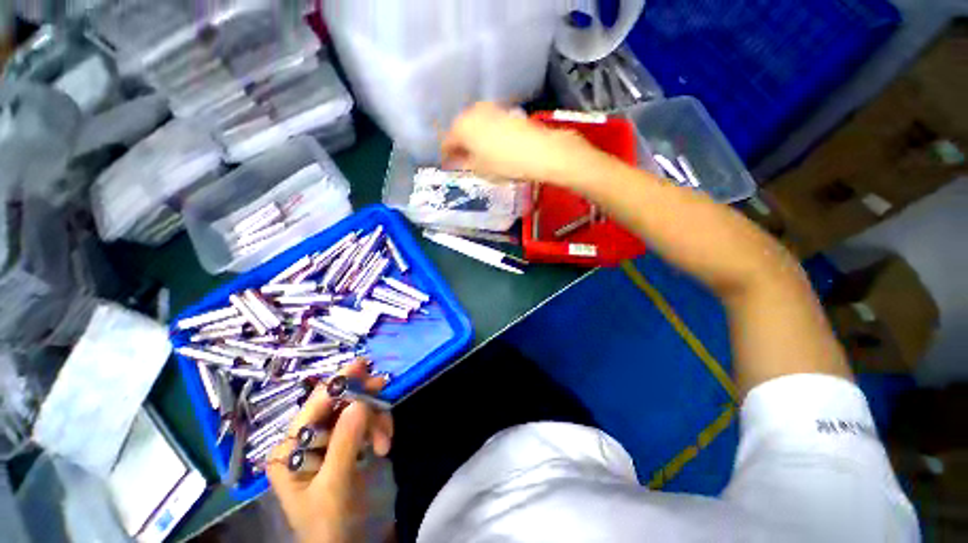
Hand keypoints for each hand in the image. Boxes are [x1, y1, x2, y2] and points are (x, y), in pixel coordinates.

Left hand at [268, 359, 393, 542]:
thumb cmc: (331, 523)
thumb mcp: (334, 487)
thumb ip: (344, 444)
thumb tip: (359, 401)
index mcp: (291, 449)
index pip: (312, 408)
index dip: (337, 384)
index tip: (362, 366)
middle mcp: (308, 439)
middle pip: (338, 404)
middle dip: (363, 401)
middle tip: (384, 392)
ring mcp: (332, 439)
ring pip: (358, 409)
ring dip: (375, 420)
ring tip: (385, 441)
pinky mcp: (351, 441)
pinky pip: (368, 419)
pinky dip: (380, 427)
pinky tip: (384, 444)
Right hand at [441, 102, 601, 187]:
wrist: (539, 152)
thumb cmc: (504, 164)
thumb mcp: (479, 169)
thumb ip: (463, 163)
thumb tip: (455, 161)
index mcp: (461, 127)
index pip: (447, 142)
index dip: (446, 155)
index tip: (448, 165)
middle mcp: (472, 112)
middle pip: (460, 130)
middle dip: (459, 145)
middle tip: (462, 160)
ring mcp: (490, 109)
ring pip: (474, 125)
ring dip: (472, 138)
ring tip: (477, 154)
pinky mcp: (505, 111)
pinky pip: (487, 123)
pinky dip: (485, 134)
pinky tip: (491, 146)